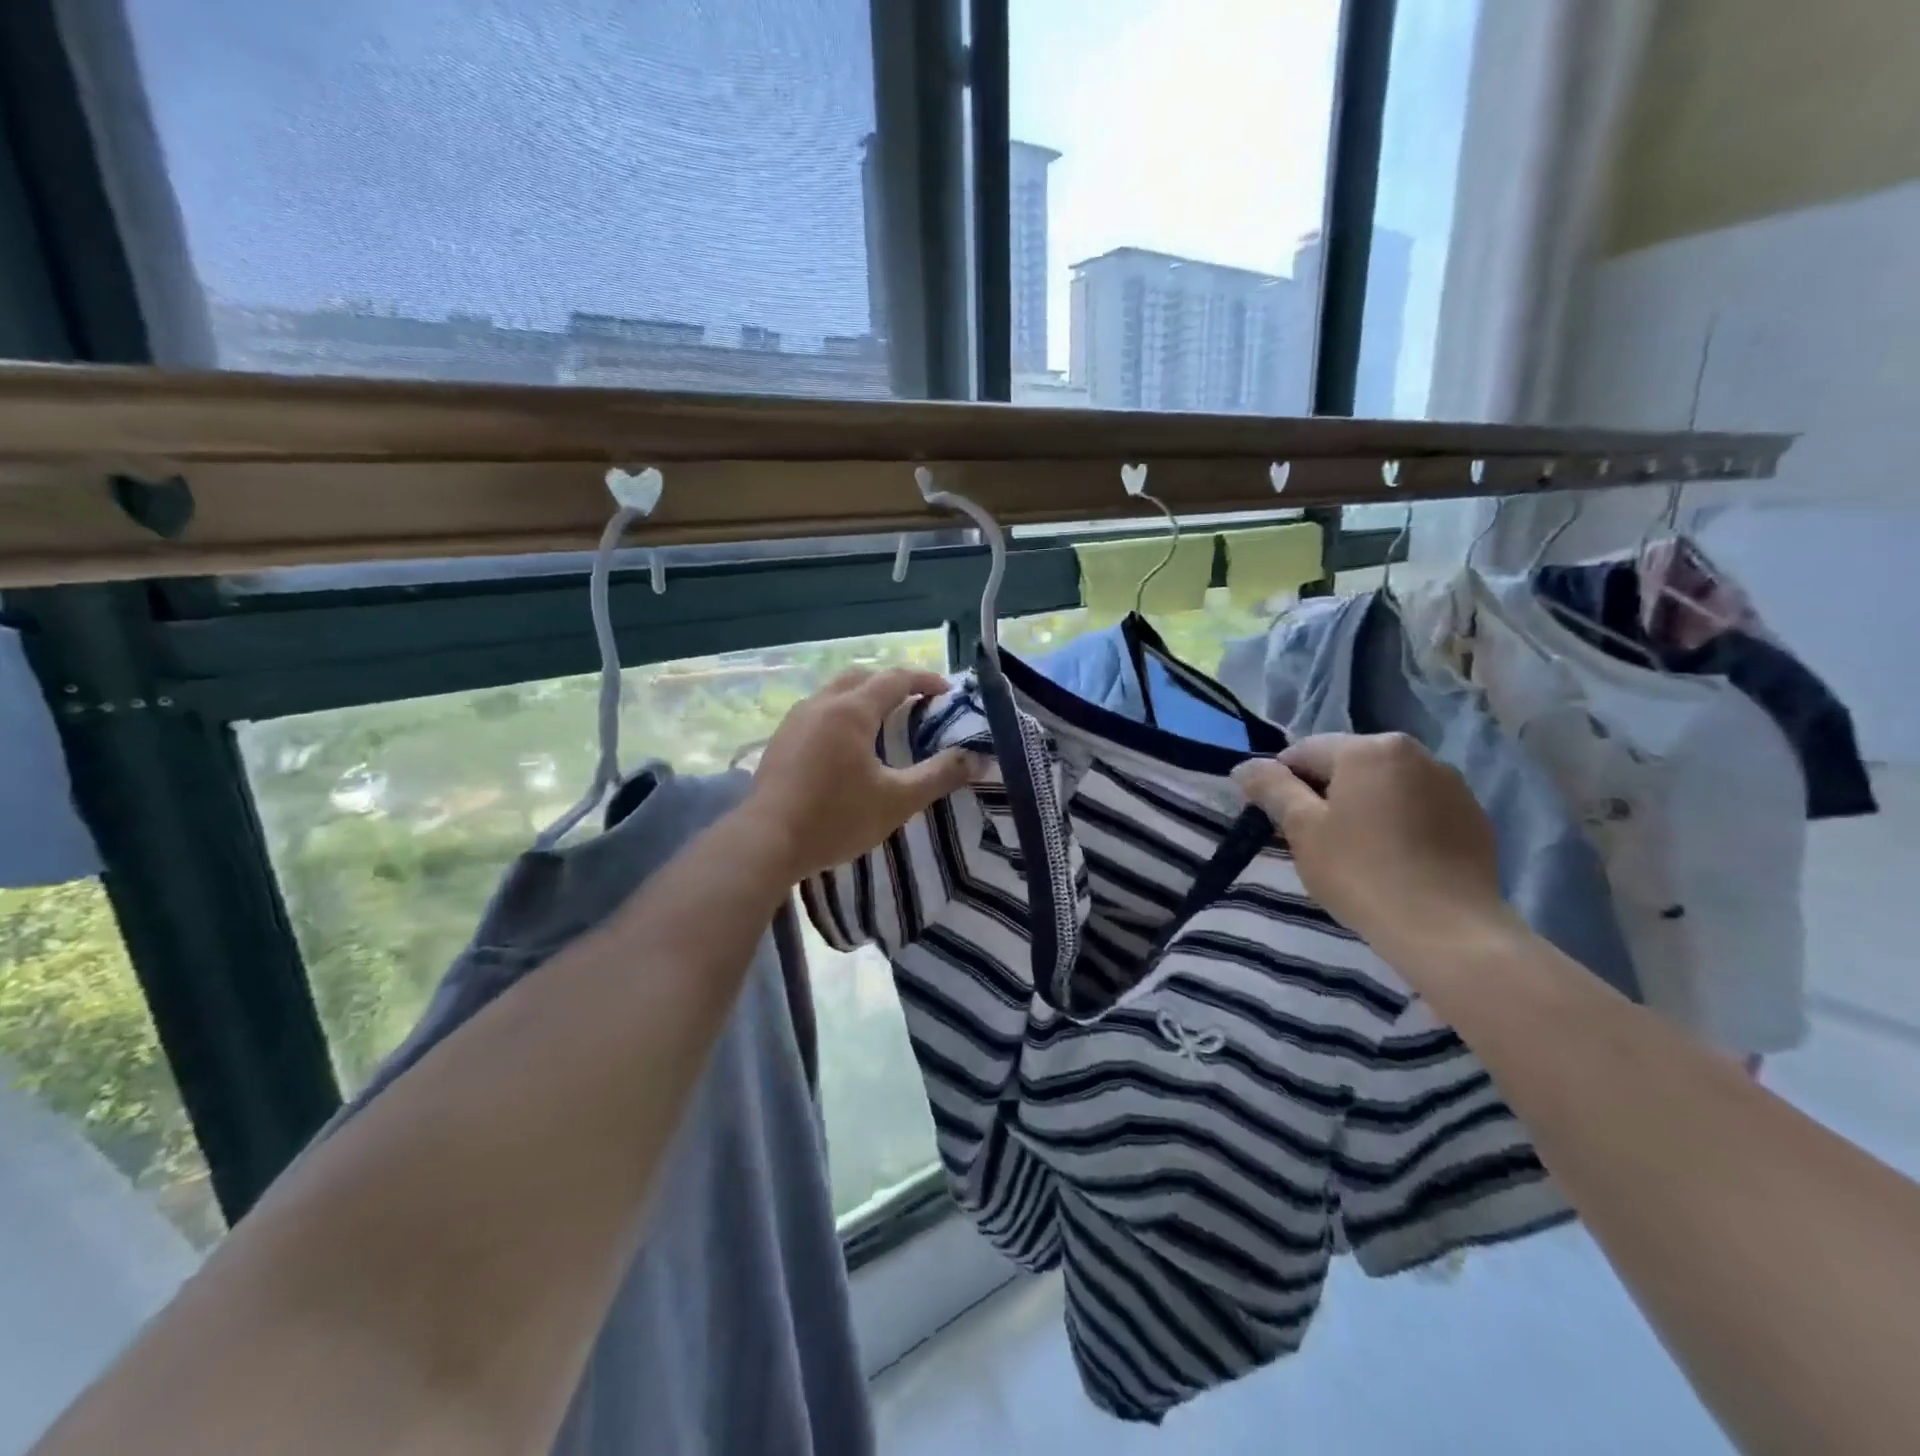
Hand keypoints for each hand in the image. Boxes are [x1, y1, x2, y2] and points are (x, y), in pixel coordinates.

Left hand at [745, 667, 979, 882]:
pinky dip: (840, 714)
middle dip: (891, 683)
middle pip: (861, 677)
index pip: (895, 679)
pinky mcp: (780, 740)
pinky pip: (817, 712)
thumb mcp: (898, 801)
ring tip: (881, 724)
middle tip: (914, 704)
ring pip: (834, 692)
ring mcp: (795, 720)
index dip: (925, 680)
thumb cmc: (836, 818)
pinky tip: (844, 747)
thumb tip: (978, 759)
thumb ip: (940, 775)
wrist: (766, 842)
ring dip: (862, 698)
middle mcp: (821, 704)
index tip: (947, 692)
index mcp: (852, 710)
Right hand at [1230, 733, 1513, 956]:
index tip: (1279, 822)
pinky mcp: (1474, 818)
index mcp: (1370, 748)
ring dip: (1363, 807)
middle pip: (1348, 765)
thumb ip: (1272, 789)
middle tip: (1315, 841)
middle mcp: (1416, 752)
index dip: (1282, 783)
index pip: (1305, 752)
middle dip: (1325, 794)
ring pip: (1385, 786)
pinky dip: (1398, 824)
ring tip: (1357, 853)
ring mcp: (1452, 784)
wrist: (1448, 930)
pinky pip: (1418, 809)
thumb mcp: (1303, 830)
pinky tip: (1394, 861)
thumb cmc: (1362, 872)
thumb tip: (1245, 767)